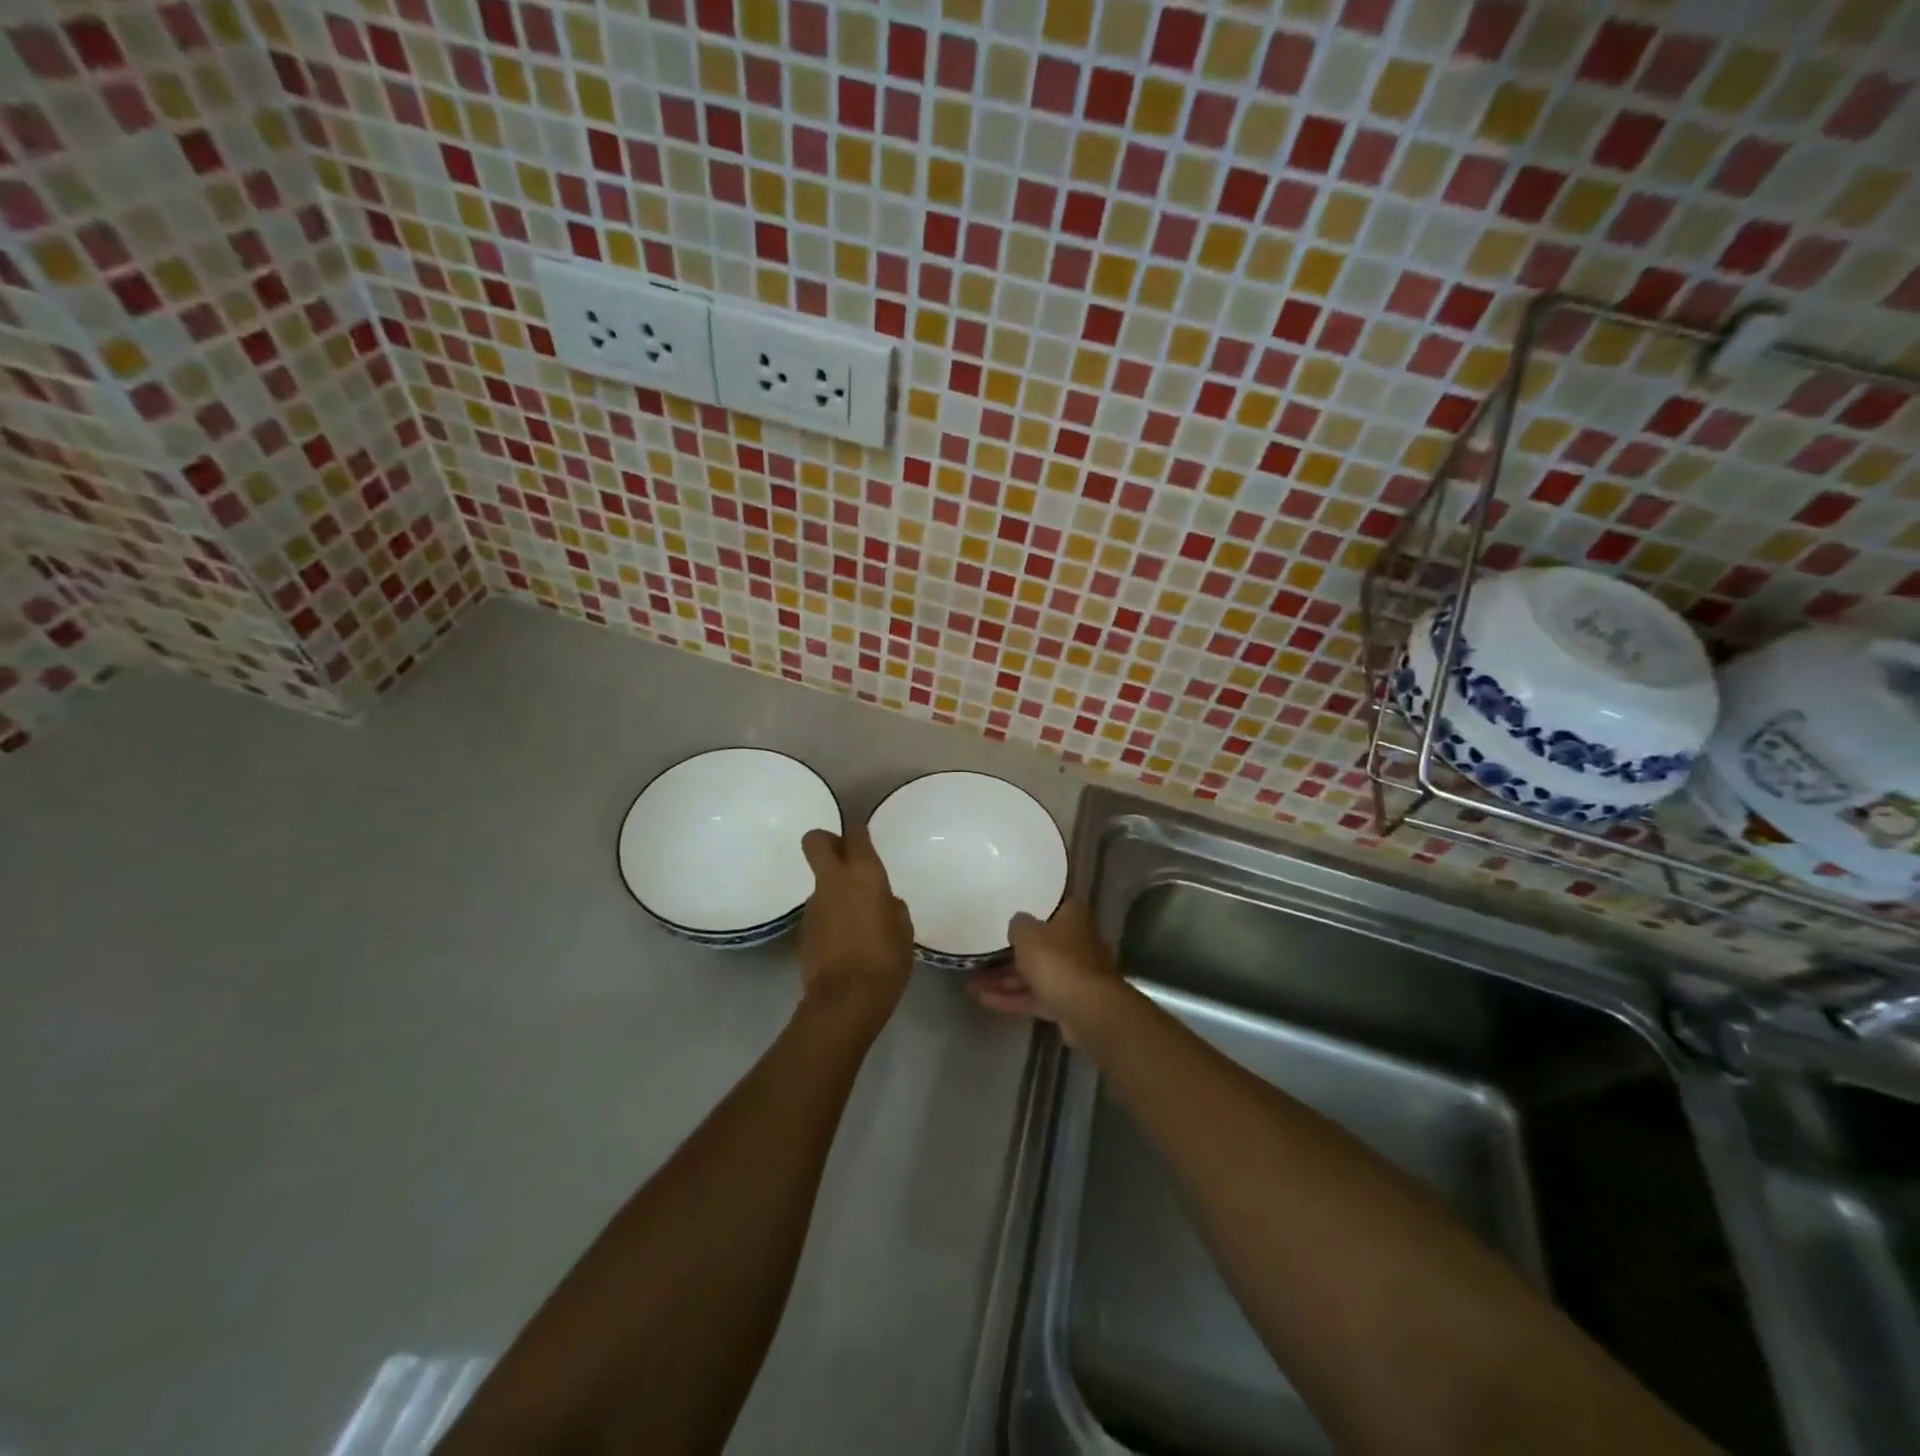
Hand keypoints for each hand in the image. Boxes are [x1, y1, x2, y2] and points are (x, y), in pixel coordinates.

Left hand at [797, 825, 913, 1034]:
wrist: (846, 1000)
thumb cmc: (885, 960)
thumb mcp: (903, 930)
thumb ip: (892, 908)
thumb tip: (883, 903)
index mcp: (864, 874)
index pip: (855, 833)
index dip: (858, 831)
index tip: (864, 838)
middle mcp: (834, 881)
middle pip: (816, 841)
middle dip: (828, 841)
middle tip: (846, 857)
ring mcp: (814, 904)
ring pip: (821, 881)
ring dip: (834, 889)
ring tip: (857, 918)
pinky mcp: (804, 929)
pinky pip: (820, 910)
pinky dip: (831, 916)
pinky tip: (846, 941)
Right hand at [964, 900, 1120, 1036]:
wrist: (1088, 1011)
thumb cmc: (1057, 960)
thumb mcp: (1028, 934)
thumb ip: (1018, 924)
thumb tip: (1018, 924)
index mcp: (1072, 918)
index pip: (1055, 906)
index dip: (1036, 907)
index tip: (1013, 911)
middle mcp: (1075, 944)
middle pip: (1040, 945)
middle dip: (1009, 953)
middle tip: (981, 955)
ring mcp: (1072, 975)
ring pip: (1033, 974)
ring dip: (1003, 979)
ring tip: (971, 984)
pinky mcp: (1065, 1003)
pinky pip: (1033, 997)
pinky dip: (1011, 998)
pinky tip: (982, 1000)